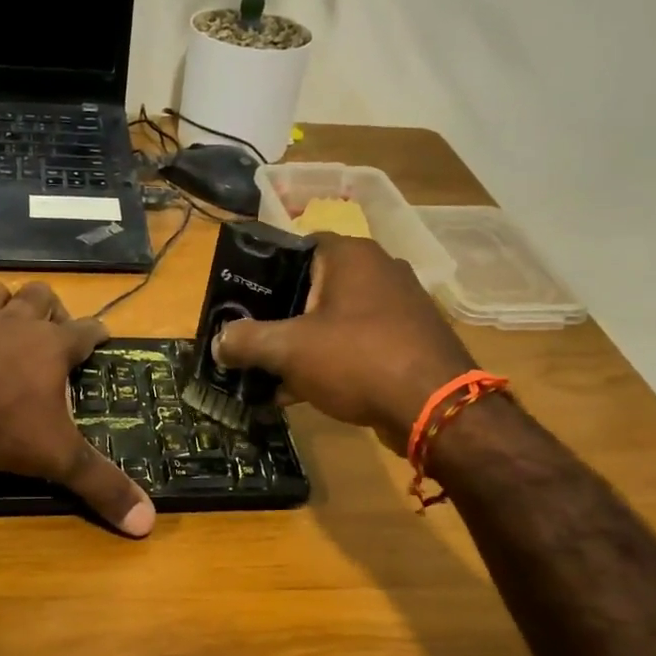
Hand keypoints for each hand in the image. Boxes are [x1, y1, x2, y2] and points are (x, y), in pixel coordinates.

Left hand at [0, 281, 155, 536]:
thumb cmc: (0, 425)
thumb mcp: (58, 458)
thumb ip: (101, 485)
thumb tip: (148, 522)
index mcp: (52, 348)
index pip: (86, 331)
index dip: (98, 332)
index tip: (104, 334)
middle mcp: (16, 325)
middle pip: (40, 296)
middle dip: (50, 306)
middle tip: (51, 327)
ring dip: (1, 300)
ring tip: (4, 315)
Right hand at [212, 234, 477, 453]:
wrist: (436, 408)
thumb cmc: (357, 359)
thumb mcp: (289, 349)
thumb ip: (247, 341)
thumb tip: (218, 343)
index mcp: (351, 255)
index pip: (297, 247)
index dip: (265, 271)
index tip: (241, 300)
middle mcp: (379, 270)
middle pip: (314, 286)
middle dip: (280, 315)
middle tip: (252, 339)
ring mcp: (399, 306)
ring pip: (334, 319)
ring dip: (303, 344)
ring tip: (270, 373)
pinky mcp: (409, 341)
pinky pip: (357, 344)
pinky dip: (330, 361)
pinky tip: (303, 392)